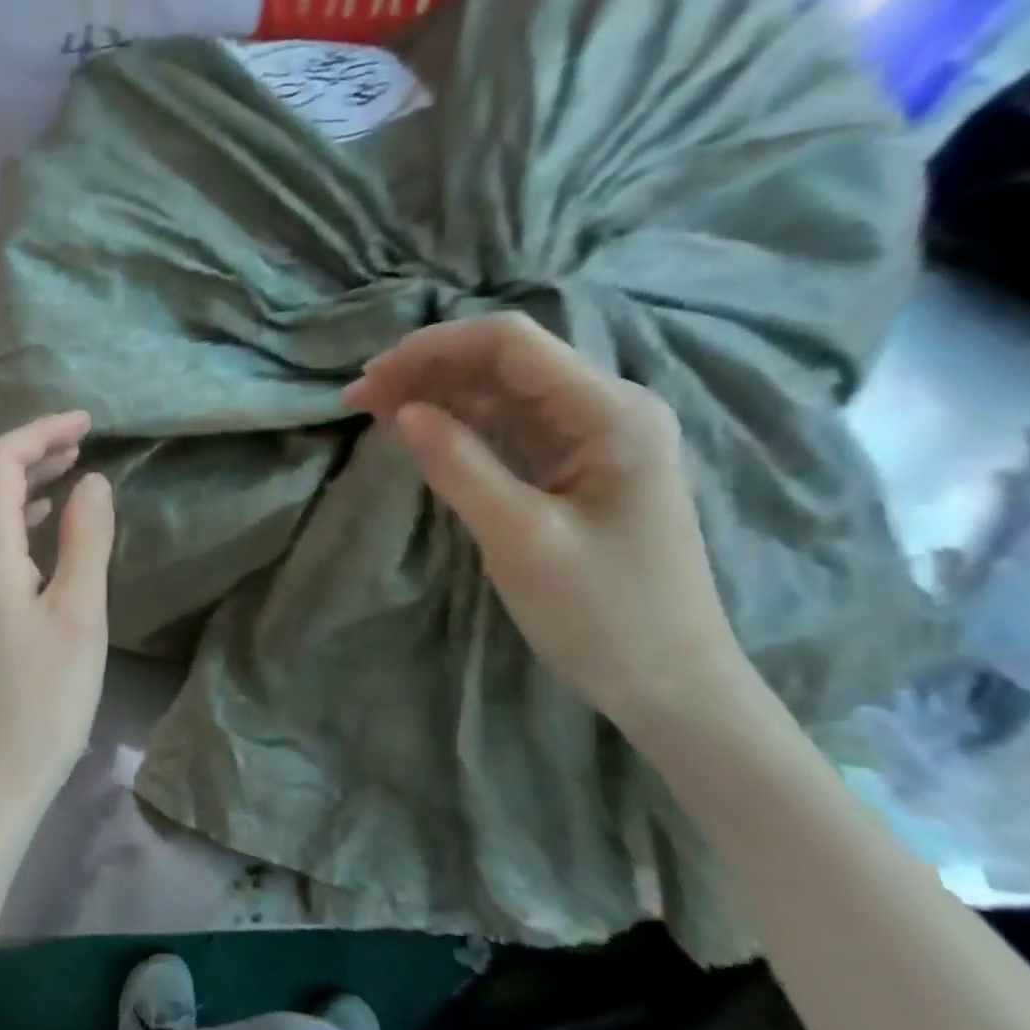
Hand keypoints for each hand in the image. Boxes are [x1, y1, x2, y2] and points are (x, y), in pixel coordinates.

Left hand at [0, 412, 115, 811]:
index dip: (42, 431)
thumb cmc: (44, 697)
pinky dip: (13, 511)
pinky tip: (47, 518)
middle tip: (81, 440)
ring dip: (21, 477)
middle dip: (28, 447)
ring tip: (72, 468)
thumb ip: (87, 537)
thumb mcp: (80, 612)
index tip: (88, 422)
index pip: (0, 460)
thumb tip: (92, 481)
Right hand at [346, 315, 747, 730]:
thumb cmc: (604, 614)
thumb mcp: (521, 539)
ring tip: (374, 410)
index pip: (511, 344)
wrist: (670, 684)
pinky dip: (460, 424)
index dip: (433, 348)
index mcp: (610, 413)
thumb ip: (459, 466)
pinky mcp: (576, 468)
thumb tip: (401, 411)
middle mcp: (606, 409)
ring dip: (438, 394)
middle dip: (428, 369)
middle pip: (504, 362)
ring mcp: (593, 438)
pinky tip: (421, 432)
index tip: (372, 378)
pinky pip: (510, 428)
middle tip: (359, 399)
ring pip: (502, 392)